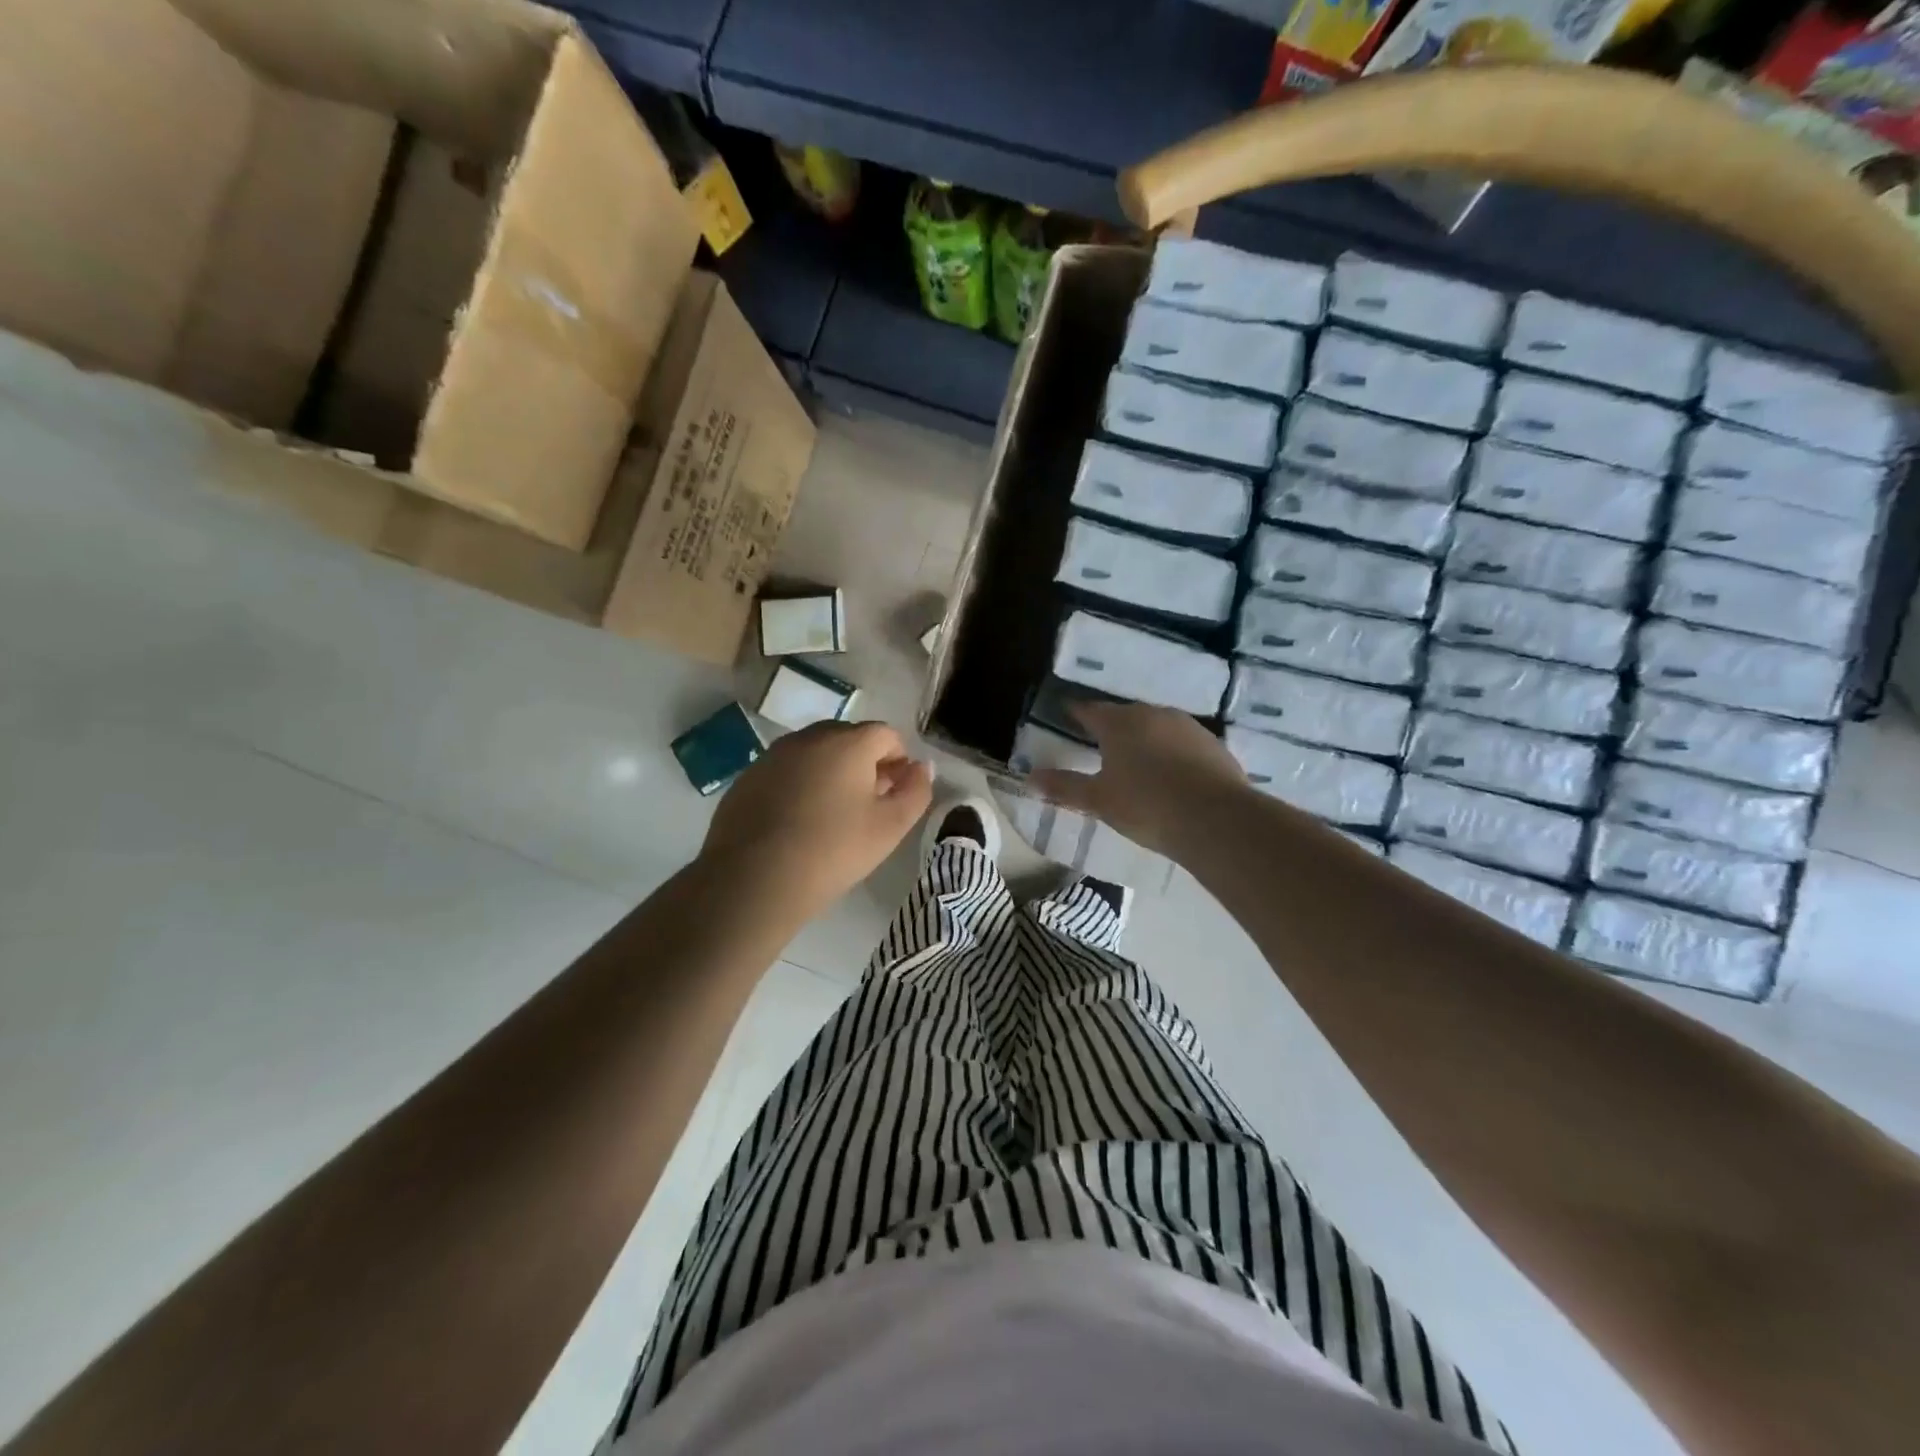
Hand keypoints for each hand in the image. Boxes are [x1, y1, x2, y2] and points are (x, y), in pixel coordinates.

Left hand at [701, 720, 933, 916]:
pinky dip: (799, 785)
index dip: (898, 760)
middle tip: (868, 804)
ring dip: (831, 772)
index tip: (895, 793)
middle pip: (848, 738)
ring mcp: (773, 755)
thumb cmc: (834, 850)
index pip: (886, 734)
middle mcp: (809, 737)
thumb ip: (916, 791)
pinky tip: (797, 822)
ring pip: (815, 753)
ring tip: (832, 814)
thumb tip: (921, 767)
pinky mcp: (748, 777)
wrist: (754, 880)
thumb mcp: (891, 827)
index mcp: (848, 742)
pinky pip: (786, 771)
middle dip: (865, 763)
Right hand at [1029, 702, 1246, 858]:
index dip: (1077, 714)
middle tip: (1101, 744)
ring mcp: (1188, 727)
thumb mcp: (1098, 800)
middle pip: (1126, 716)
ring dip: (1145, 739)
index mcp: (1119, 723)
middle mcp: (1153, 714)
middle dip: (1113, 727)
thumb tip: (1030, 778)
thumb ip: (1064, 787)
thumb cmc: (1146, 805)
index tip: (1068, 714)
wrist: (1215, 819)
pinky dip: (1173, 754)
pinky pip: (1183, 744)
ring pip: (1158, 727)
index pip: (1090, 710)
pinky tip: (1173, 776)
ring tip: (1138, 761)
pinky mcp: (1213, 745)